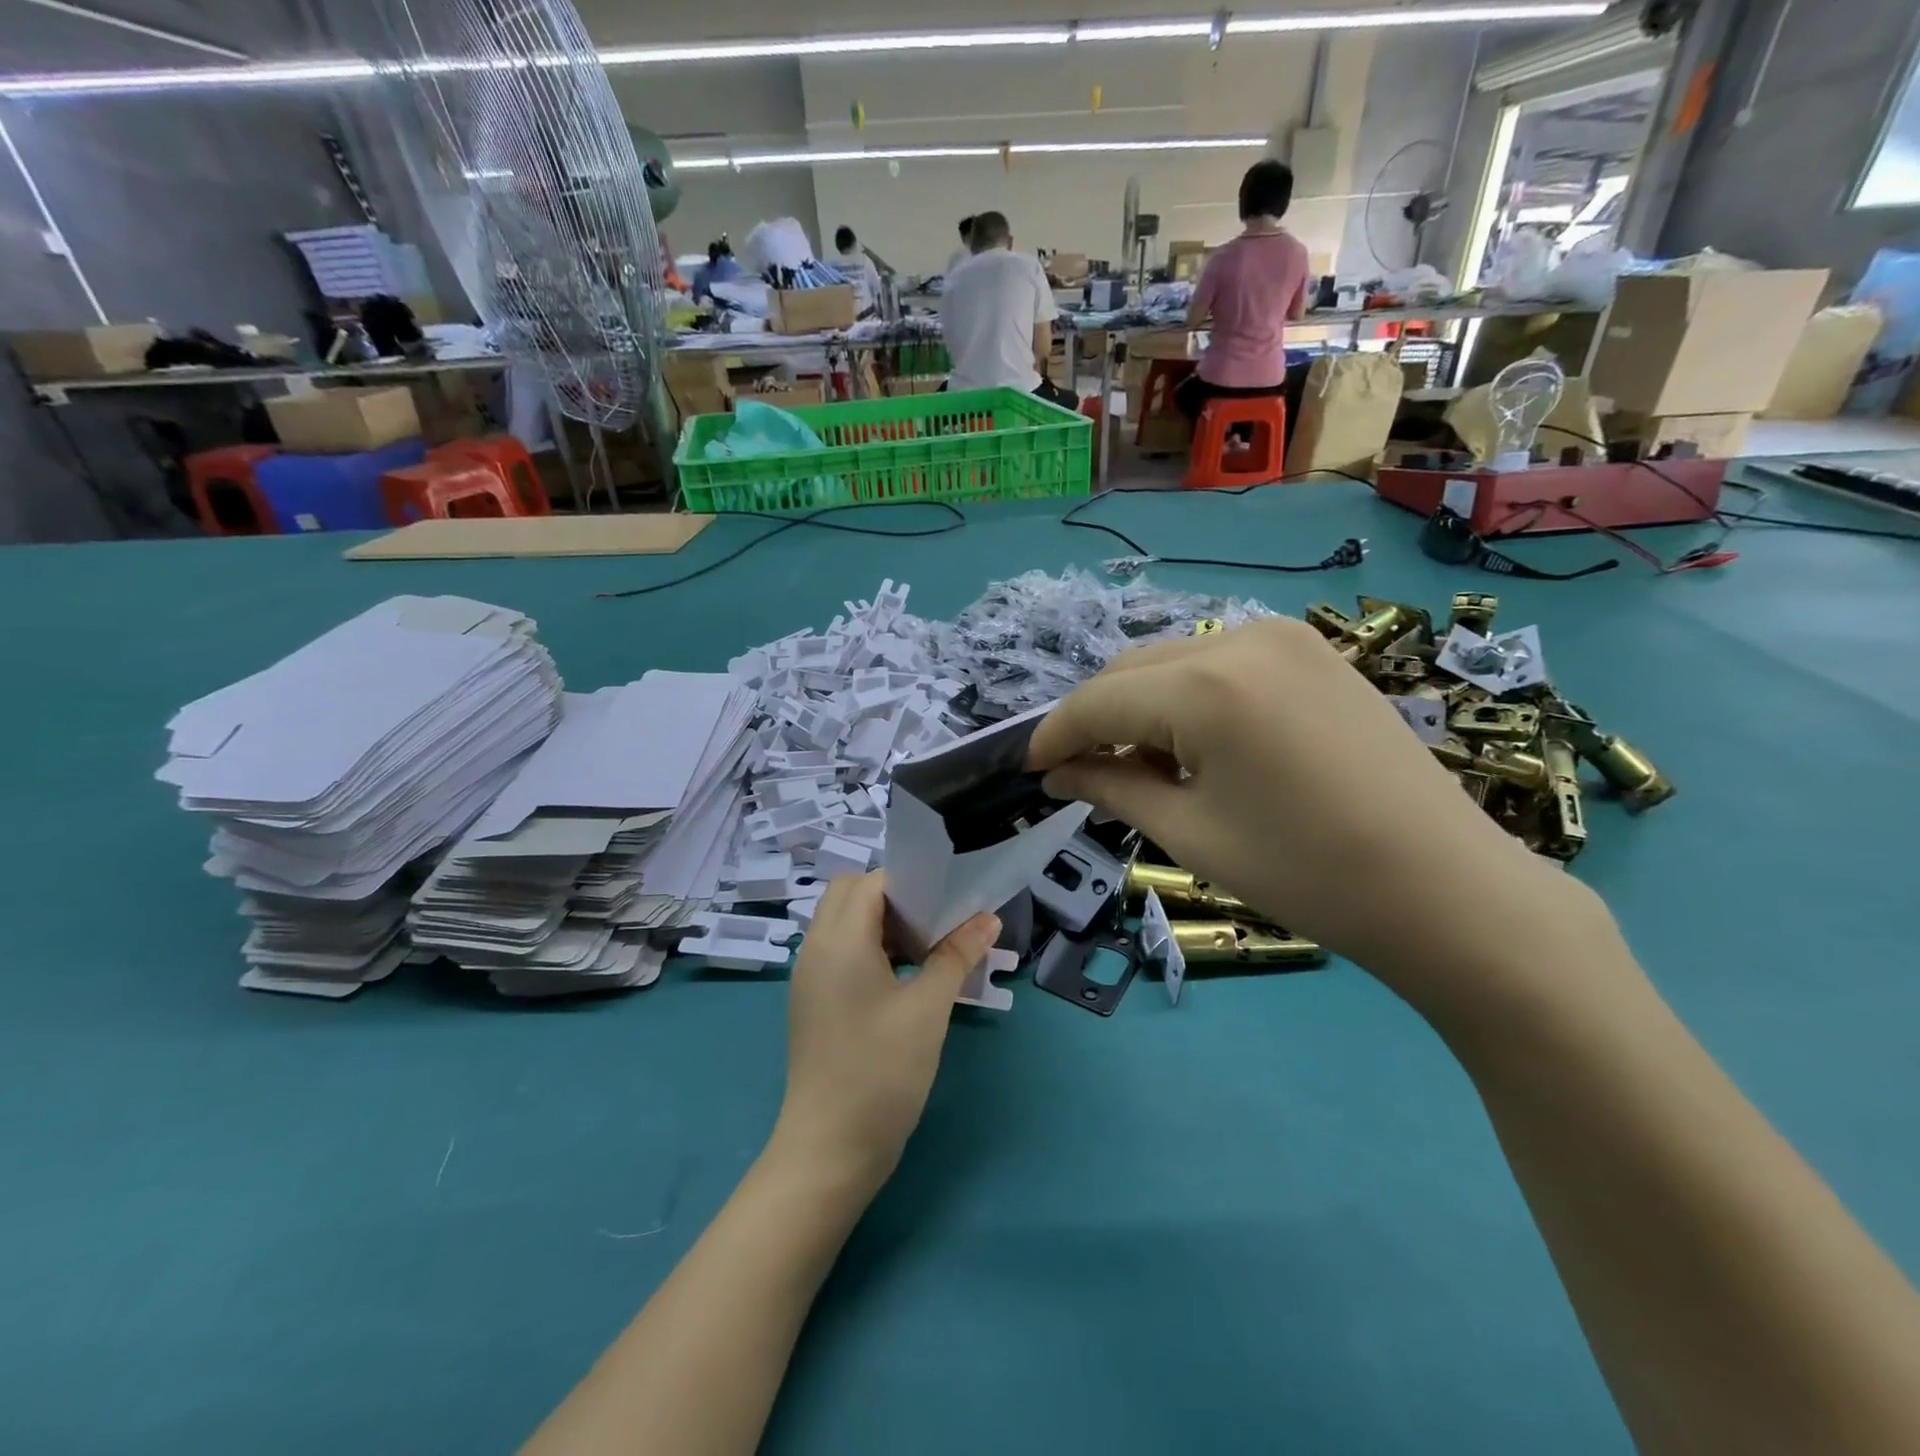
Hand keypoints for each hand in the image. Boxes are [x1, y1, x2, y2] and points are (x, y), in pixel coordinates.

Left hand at [776, 872, 999, 1187]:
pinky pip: (838, 951)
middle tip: (935, 922)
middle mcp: (815, 948)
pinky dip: (869, 948)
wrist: (828, 1151)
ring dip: (881, 923)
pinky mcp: (812, 1001)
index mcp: (839, 940)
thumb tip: (988, 917)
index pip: (871, 882)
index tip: (948, 899)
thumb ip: (957, 955)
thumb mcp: (928, 1009)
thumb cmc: (881, 1072)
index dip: (910, 883)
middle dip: (893, 898)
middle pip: (850, 895)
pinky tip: (903, 977)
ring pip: (843, 923)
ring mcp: (809, 976)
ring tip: (926, 948)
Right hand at [1026, 618, 1597, 1006]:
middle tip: (1081, 773)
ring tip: (1139, 763)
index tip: (1031, 769)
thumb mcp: (1191, 833)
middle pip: (1131, 670)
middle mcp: (1240, 638)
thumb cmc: (1307, 873)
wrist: (1446, 887)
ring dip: (1139, 705)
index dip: (1054, 735)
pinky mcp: (1313, 650)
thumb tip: (1058, 772)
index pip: (1097, 701)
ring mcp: (1284, 636)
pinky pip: (1220, 662)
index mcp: (1204, 686)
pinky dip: (1186, 696)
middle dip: (1095, 718)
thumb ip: (1112, 787)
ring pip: (1173, 660)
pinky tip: (1193, 742)